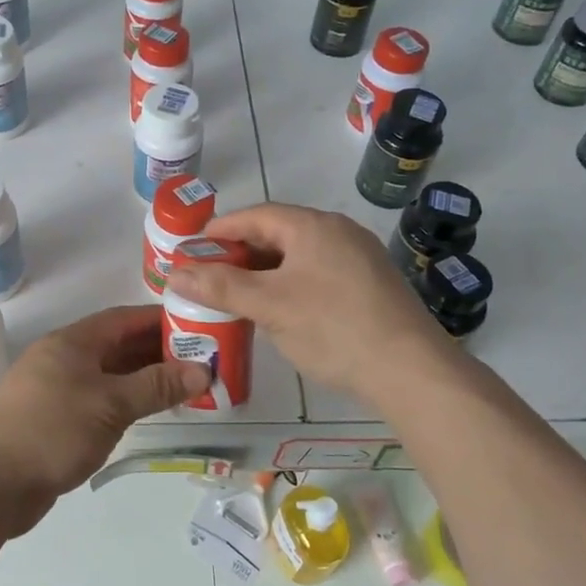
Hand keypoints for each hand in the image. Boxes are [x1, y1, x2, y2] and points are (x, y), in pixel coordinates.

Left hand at [0, 306, 209, 535]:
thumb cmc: (52, 432)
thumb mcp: (111, 406)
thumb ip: (156, 386)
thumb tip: (202, 371)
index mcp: (71, 342)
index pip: (123, 318)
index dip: (159, 320)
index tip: (196, 325)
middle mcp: (61, 357)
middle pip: (116, 344)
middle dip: (156, 350)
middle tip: (199, 359)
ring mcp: (54, 387)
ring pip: (107, 373)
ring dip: (141, 377)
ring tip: (182, 385)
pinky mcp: (52, 417)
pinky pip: (96, 397)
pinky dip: (123, 399)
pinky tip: (146, 411)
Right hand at [165, 202, 457, 402]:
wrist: (411, 370)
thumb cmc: (333, 328)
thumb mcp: (269, 306)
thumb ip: (220, 287)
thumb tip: (174, 273)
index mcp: (313, 226)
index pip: (255, 215)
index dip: (220, 230)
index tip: (192, 248)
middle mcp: (338, 232)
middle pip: (278, 233)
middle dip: (240, 253)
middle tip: (210, 275)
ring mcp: (360, 258)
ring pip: (299, 256)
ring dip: (265, 271)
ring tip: (238, 294)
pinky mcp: (371, 285)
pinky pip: (319, 273)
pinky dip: (290, 283)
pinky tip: (280, 310)